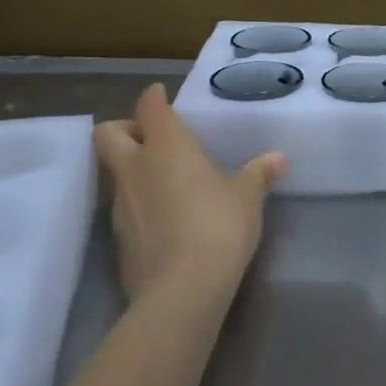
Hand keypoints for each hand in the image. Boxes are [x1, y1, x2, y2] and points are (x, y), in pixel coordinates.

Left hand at [93, 83, 285, 302]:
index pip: (149, 107)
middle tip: (150, 140)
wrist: (181, 289)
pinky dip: (139, 206)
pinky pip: (123, 209)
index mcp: (166, 145)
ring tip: (166, 184)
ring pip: (115, 174)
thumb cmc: (218, 226)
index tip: (161, 96)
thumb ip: (258, 174)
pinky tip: (165, 221)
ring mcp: (120, 205)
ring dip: (133, 171)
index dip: (154, 98)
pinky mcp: (117, 239)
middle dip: (124, 129)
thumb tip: (278, 158)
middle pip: (107, 134)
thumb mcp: (247, 198)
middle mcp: (135, 167)